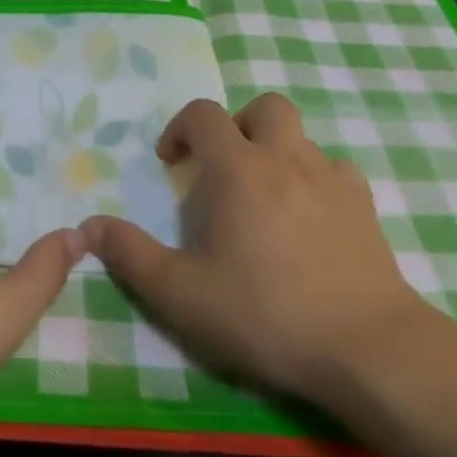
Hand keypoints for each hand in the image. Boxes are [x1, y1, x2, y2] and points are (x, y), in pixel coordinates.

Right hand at [80, 94, 425, 406]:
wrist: (368, 348)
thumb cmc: (265, 314)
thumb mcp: (181, 293)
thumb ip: (130, 255)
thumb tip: (87, 226)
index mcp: (238, 169)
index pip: (203, 114)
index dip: (180, 129)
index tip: (171, 163)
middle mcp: (286, 158)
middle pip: (264, 107)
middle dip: (238, 126)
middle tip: (224, 169)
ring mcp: (332, 179)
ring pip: (303, 138)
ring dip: (277, 153)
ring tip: (265, 199)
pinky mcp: (366, 207)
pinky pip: (337, 172)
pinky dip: (317, 181)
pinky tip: (310, 220)